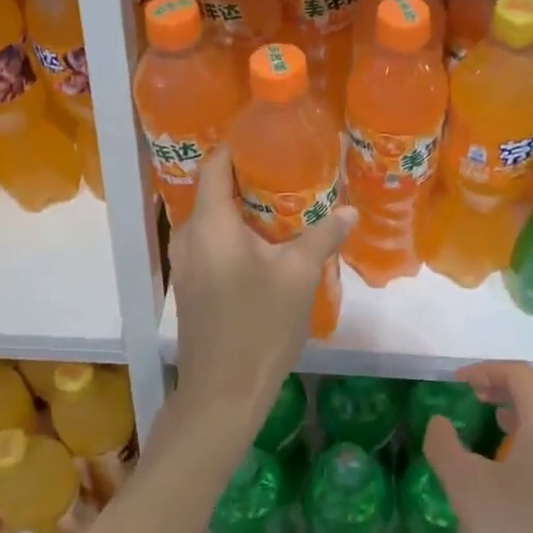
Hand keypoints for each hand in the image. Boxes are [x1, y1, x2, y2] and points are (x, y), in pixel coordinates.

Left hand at [169, 145, 355, 448]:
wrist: (221, 394)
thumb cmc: (258, 327)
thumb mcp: (299, 277)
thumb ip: (322, 236)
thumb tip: (348, 211)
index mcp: (210, 224)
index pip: (216, 164)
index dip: (239, 145)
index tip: (270, 138)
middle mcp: (189, 236)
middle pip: (214, 190)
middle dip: (249, 177)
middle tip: (289, 170)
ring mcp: (185, 263)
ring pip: (214, 218)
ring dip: (244, 208)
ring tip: (284, 204)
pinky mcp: (190, 285)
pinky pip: (212, 242)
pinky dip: (236, 233)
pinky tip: (267, 244)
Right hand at [424, 362, 532, 532]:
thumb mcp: (468, 489)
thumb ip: (445, 447)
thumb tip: (440, 423)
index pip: (519, 374)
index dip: (485, 371)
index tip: (458, 384)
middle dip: (503, 392)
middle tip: (473, 401)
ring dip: (522, 421)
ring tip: (493, 434)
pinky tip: (520, 481)